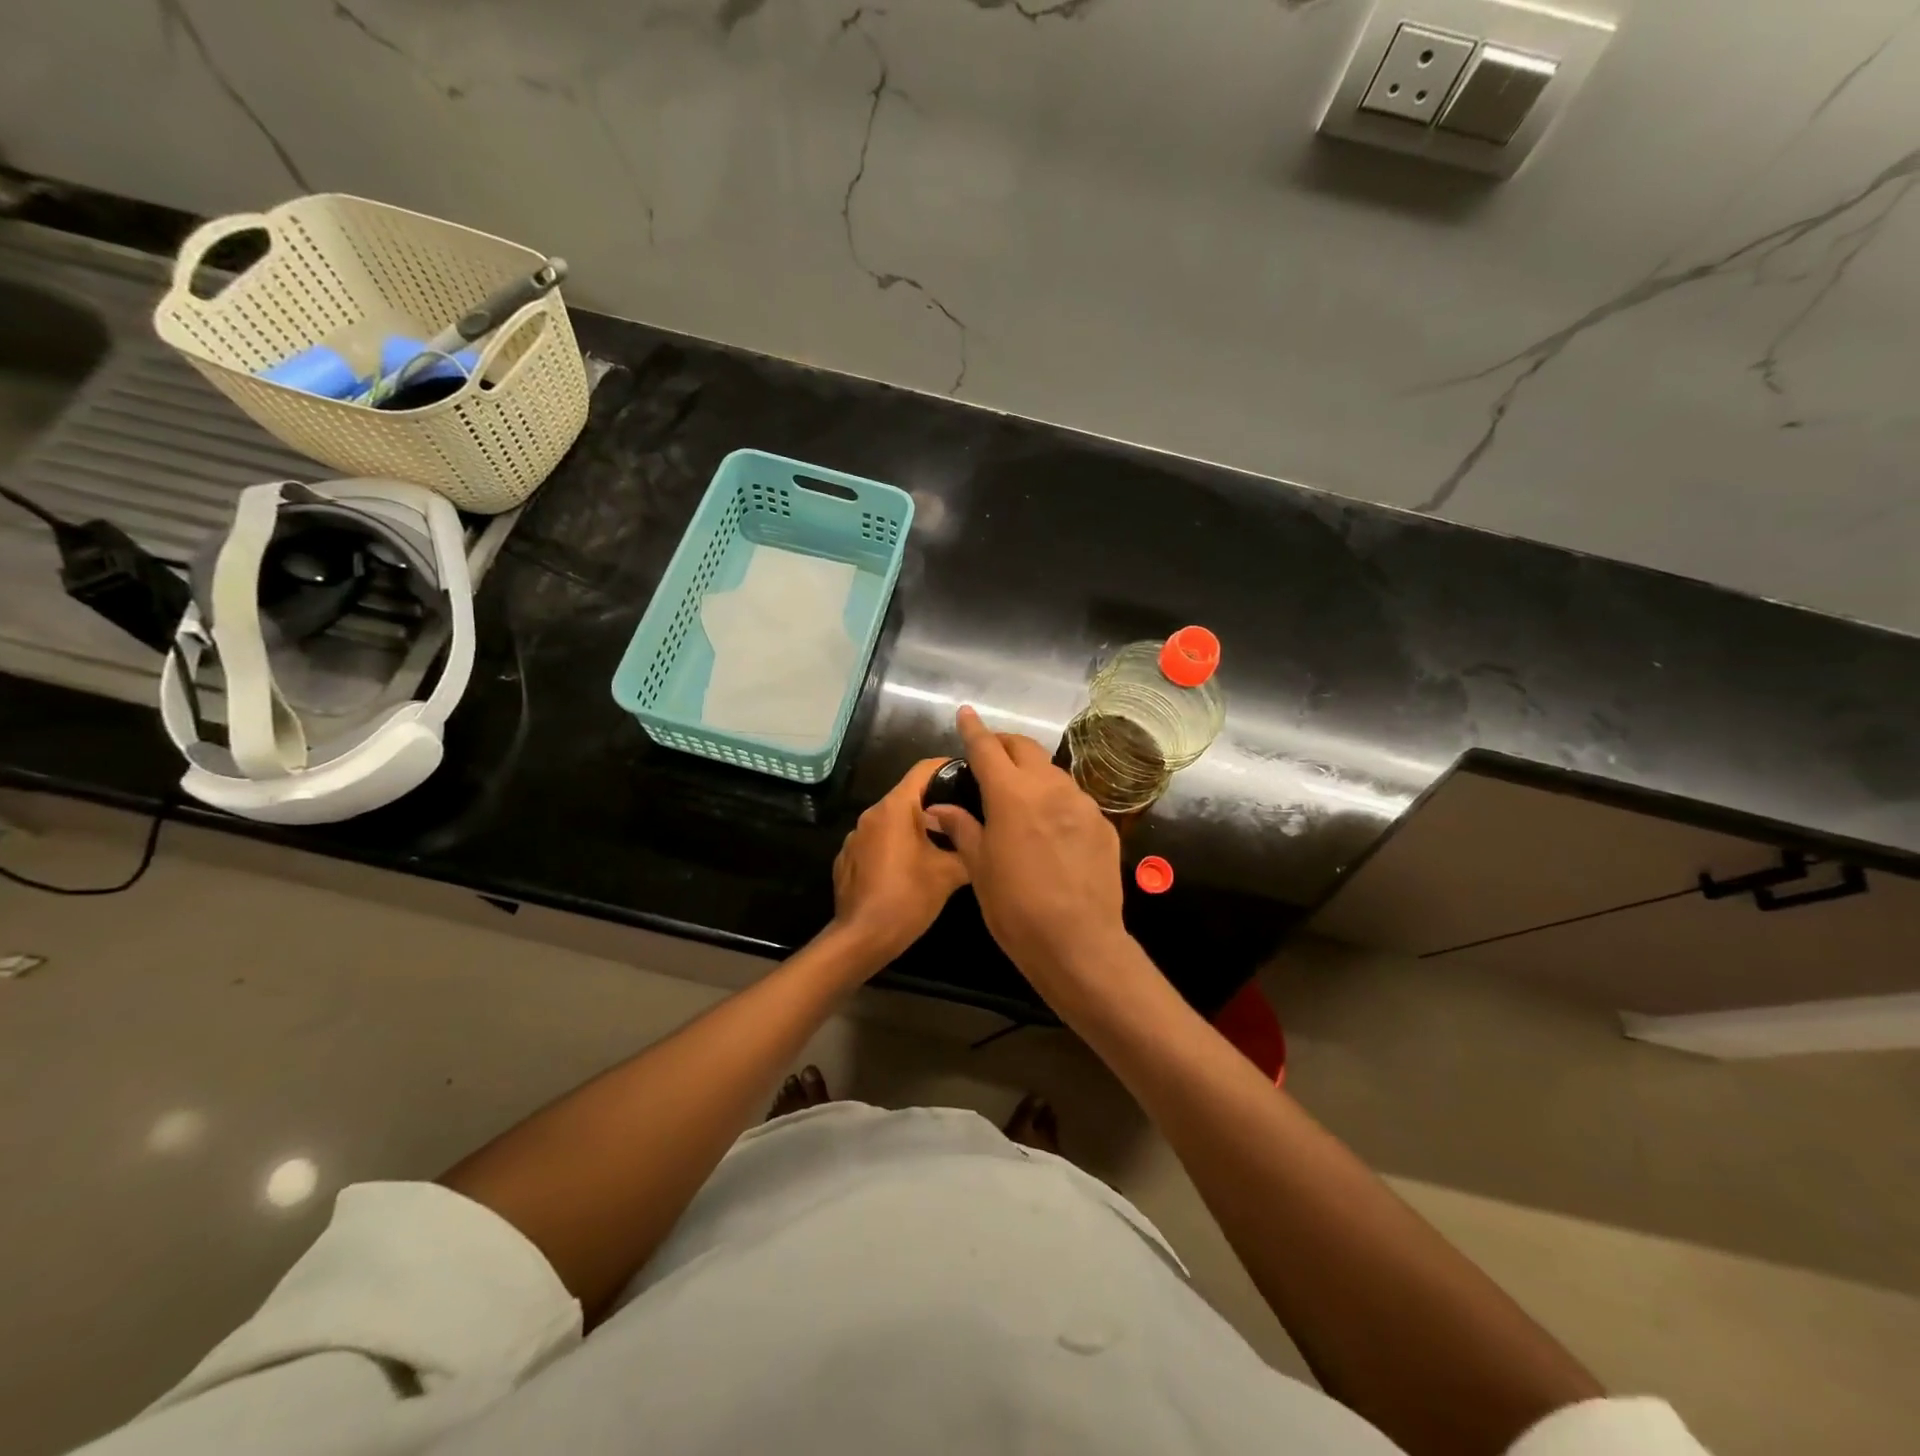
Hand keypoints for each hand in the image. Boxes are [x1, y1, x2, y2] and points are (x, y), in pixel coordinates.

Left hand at [828, 757, 969, 971]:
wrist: (861, 938)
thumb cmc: (908, 898)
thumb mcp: (949, 874)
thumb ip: (968, 848)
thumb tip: (980, 840)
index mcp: (895, 808)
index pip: (924, 769)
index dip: (949, 767)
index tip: (971, 775)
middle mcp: (871, 814)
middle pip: (908, 795)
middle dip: (937, 803)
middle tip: (966, 816)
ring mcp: (855, 837)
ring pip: (893, 820)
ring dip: (916, 828)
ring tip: (943, 845)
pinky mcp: (848, 859)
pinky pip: (878, 841)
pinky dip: (896, 846)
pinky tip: (911, 869)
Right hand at [922, 707, 1127, 989]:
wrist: (1079, 942)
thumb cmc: (1016, 908)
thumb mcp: (980, 868)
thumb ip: (962, 828)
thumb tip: (937, 808)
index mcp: (1011, 795)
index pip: (988, 748)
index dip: (974, 729)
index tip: (967, 713)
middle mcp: (1049, 788)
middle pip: (1025, 748)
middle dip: (1005, 744)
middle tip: (991, 755)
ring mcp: (1081, 803)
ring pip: (1052, 772)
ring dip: (1032, 773)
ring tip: (1020, 795)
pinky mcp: (1103, 824)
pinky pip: (1074, 800)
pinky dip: (1056, 801)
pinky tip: (1050, 828)